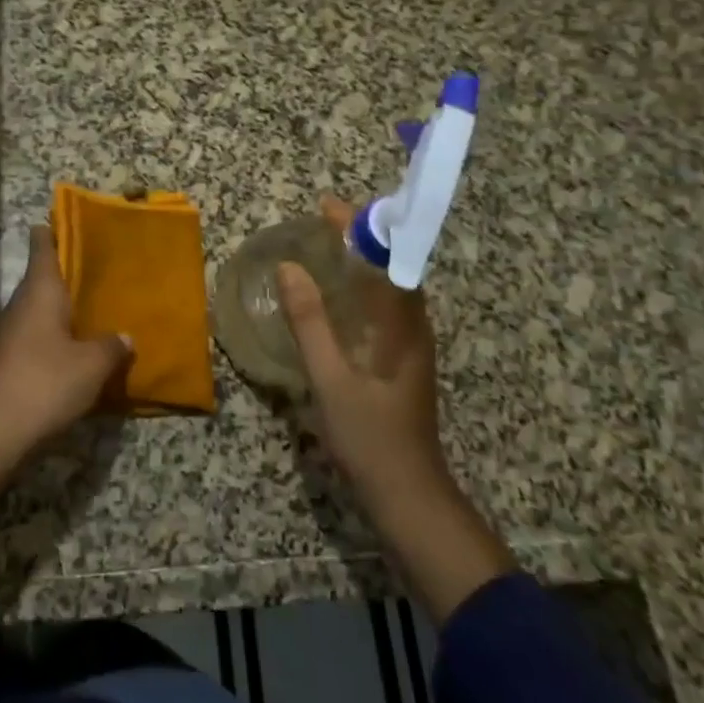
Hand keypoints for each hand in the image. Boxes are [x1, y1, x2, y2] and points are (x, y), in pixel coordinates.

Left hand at [0, 225, 131, 452]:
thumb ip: (111, 347)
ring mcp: (10, 332)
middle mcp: (22, 303)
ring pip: (39, 308)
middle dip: (66, 272)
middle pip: (42, 277)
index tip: (68, 220)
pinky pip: (35, 335)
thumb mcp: (91, 365)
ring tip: (92, 307)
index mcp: (41, 290)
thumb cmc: (46, 381)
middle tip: (97, 268)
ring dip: (61, 307)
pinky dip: (54, 335)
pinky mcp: (7, 360)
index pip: (42, 246)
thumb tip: (126, 336)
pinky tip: (74, 348)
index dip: (52, 230)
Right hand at [277, 196, 448, 511]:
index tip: (328, 206)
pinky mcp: (401, 362)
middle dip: (360, 239)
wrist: (409, 496)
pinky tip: (334, 298)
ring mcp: (410, 346)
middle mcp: (414, 328)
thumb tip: (289, 267)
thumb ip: (310, 322)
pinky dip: (360, 288)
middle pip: (390, 267)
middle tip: (321, 222)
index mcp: (404, 325)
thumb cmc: (371, 436)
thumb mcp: (331, 378)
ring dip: (361, 261)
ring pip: (388, 288)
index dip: (360, 228)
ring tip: (324, 247)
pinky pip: (382, 308)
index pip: (387, 259)